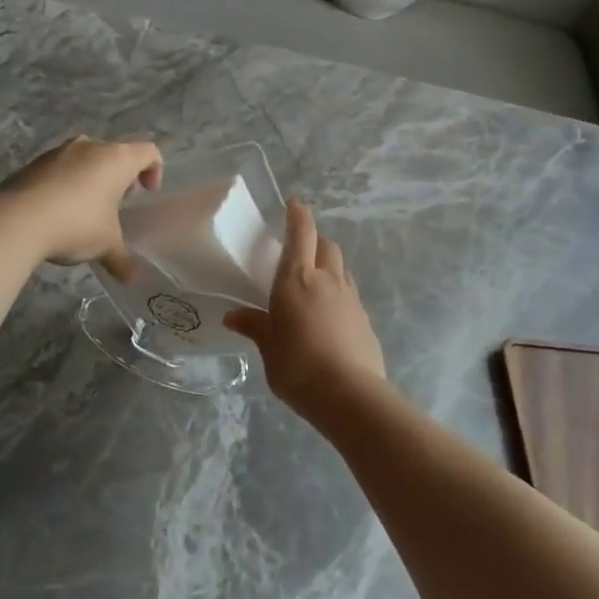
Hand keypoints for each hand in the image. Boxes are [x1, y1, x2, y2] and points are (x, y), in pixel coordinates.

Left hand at [0, 136, 162, 278]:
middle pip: (115, 152)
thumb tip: (132, 278)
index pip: (148, 152)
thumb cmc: (76, 225)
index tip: (147, 193)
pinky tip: (59, 210)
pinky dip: (66, 182)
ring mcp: (58, 152)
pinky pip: (60, 168)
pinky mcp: (33, 163)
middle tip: (118, 201)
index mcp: (117, 159)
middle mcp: (90, 147)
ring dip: (92, 177)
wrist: (16, 220)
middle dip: (120, 175)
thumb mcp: (105, 246)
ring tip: (87, 207)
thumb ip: (122, 259)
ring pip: (85, 157)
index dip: (154, 170)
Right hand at [225, 200, 385, 416]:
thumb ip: (255, 326)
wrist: (349, 395)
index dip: (298, 215)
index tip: (294, 204)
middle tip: (301, 249)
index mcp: (296, 279)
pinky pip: (350, 294)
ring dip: (329, 265)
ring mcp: (350, 298)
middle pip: (326, 245)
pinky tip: (329, 315)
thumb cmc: (297, 367)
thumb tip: (234, 316)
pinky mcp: (365, 318)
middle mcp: (327, 280)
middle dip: (315, 240)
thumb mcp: (269, 348)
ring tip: (315, 282)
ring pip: (341, 268)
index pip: (301, 233)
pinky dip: (338, 293)